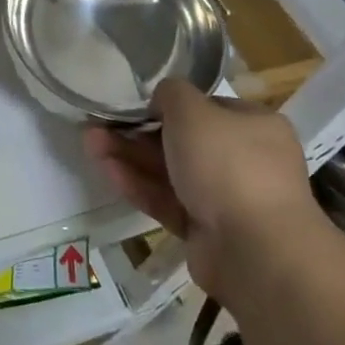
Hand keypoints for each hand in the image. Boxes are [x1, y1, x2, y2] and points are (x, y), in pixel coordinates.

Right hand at [85, 78, 320, 302]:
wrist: (255, 250)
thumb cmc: (228, 164)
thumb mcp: (193, 110)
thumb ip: (171, 94)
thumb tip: (161, 98)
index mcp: (255, 126)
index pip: (207, 107)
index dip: (169, 103)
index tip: (133, 102)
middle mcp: (245, 160)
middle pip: (182, 140)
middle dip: (138, 131)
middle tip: (100, 123)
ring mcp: (226, 199)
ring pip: (169, 171)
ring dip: (130, 156)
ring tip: (89, 142)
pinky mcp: (205, 231)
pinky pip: (167, 201)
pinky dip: (138, 185)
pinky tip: (105, 170)